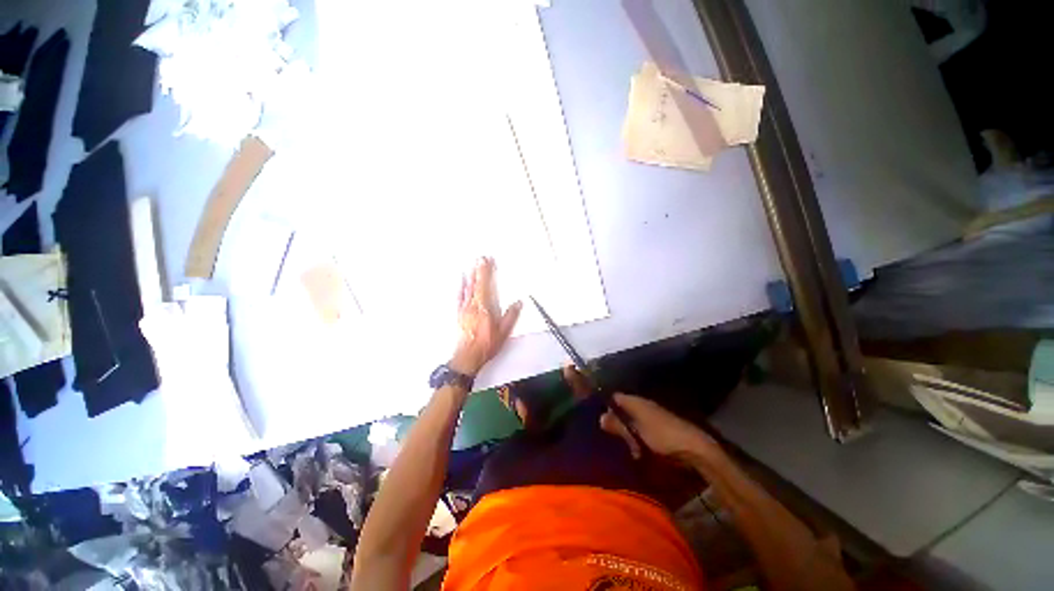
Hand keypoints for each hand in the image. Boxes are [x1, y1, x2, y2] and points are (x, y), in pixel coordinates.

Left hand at [450, 257, 521, 375]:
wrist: (468, 357)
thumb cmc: (485, 345)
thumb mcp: (503, 331)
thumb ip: (511, 316)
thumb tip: (517, 303)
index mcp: (483, 308)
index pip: (484, 285)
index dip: (485, 271)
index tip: (485, 260)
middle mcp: (472, 306)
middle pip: (475, 284)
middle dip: (478, 270)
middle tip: (480, 259)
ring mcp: (464, 310)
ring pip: (467, 289)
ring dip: (470, 277)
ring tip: (472, 267)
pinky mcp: (459, 315)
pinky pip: (459, 298)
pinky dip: (460, 289)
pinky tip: (461, 284)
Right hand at [600, 393, 717, 461]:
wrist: (696, 449)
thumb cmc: (662, 437)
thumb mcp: (636, 433)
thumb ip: (618, 425)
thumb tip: (600, 417)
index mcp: (637, 402)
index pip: (616, 398)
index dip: (607, 405)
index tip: (599, 419)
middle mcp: (644, 404)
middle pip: (623, 409)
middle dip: (617, 422)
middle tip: (611, 437)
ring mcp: (654, 415)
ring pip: (633, 421)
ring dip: (628, 433)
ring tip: (626, 447)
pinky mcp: (662, 427)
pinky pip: (644, 429)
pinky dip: (639, 438)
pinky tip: (640, 451)